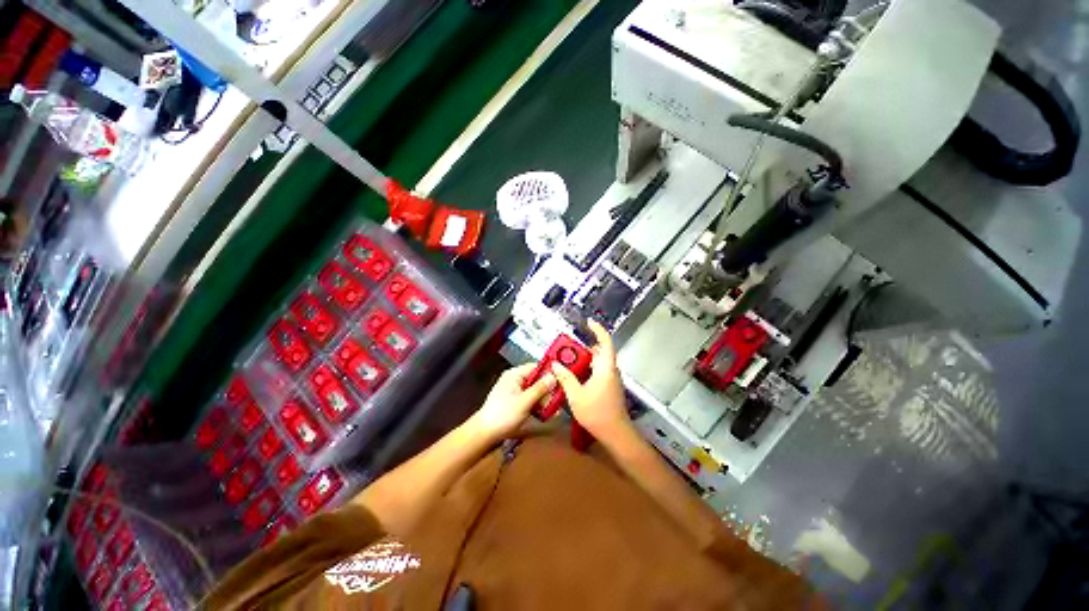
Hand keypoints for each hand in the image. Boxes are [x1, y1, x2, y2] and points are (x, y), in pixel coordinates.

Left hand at [470, 363, 555, 441]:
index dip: (549, 374)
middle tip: (556, 402)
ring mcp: (515, 391)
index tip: (561, 382)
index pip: (536, 367)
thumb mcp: (524, 401)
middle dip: (548, 391)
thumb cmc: (503, 415)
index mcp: (515, 374)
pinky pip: (531, 399)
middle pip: (537, 380)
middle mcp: (515, 379)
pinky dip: (538, 405)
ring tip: (553, 410)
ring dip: (545, 400)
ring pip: (535, 391)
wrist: (485, 434)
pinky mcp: (516, 402)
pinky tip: (546, 414)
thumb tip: (554, 376)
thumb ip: (540, 389)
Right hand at [550, 320, 631, 441]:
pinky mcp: (611, 387)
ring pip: (600, 363)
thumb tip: (556, 365)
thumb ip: (566, 378)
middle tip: (569, 349)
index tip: (589, 323)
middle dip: (586, 347)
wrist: (615, 433)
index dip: (598, 330)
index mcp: (605, 368)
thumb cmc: (597, 413)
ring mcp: (613, 379)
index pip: (605, 342)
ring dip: (586, 360)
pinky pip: (600, 371)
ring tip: (570, 362)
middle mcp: (611, 371)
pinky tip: (577, 376)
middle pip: (601, 352)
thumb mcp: (576, 395)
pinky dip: (589, 369)